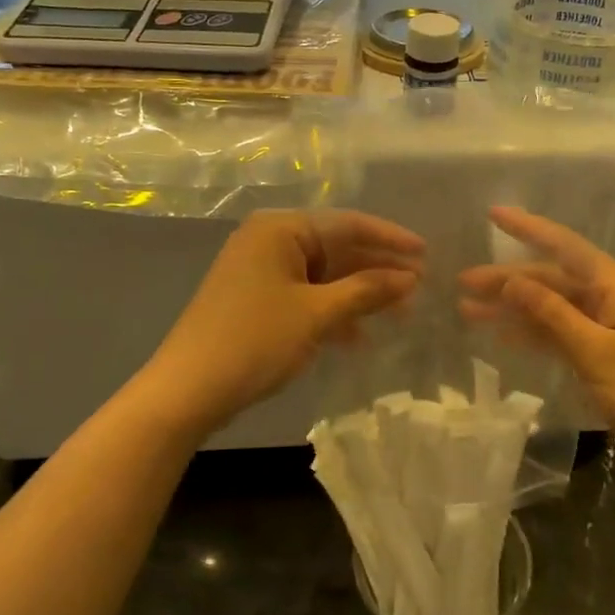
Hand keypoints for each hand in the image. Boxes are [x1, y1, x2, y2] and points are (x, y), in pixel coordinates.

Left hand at [144, 210, 423, 431]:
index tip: (427, 254)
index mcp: (280, 229)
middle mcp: (269, 241)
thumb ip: (366, 291)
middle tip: (419, 290)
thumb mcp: (316, 314)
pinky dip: (333, 312)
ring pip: (324, 276)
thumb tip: (411, 277)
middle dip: (377, 271)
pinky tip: (359, 337)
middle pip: (336, 249)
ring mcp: (261, 272)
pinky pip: (306, 296)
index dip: (390, 239)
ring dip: (359, 295)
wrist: (187, 391)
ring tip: (399, 315)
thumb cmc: (254, 341)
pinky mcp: (257, 301)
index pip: (347, 223)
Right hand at [459, 207, 614, 477]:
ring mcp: (612, 329)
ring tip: (470, 312)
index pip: (564, 247)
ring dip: (516, 310)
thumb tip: (513, 280)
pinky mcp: (611, 358)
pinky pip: (564, 335)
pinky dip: (536, 335)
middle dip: (509, 280)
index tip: (493, 215)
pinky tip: (506, 339)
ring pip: (554, 309)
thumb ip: (553, 315)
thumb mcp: (598, 353)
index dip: (528, 229)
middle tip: (463, 284)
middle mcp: (612, 299)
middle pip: (553, 280)